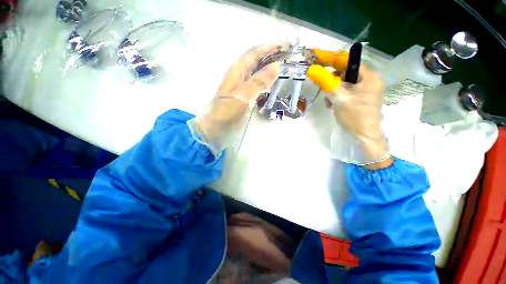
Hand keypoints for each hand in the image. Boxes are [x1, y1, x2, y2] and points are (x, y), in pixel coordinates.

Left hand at [188, 43, 283, 156]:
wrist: (215, 128)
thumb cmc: (226, 112)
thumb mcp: (243, 96)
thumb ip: (258, 82)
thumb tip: (276, 66)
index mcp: (237, 71)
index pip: (255, 53)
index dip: (269, 47)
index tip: (286, 44)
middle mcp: (239, 75)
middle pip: (256, 61)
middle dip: (271, 56)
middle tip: (288, 56)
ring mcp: (241, 86)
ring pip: (257, 72)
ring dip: (270, 68)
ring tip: (284, 68)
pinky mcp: (243, 96)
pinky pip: (257, 84)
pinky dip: (266, 81)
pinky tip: (273, 84)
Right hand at [307, 48, 392, 168]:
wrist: (365, 136)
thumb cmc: (355, 116)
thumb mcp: (339, 98)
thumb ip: (326, 82)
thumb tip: (312, 69)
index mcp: (368, 76)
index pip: (347, 60)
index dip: (329, 58)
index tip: (314, 56)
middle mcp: (368, 79)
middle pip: (344, 72)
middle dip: (331, 80)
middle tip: (322, 88)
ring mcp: (365, 89)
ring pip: (343, 83)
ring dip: (333, 90)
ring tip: (329, 102)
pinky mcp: (360, 97)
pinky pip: (345, 91)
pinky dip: (337, 96)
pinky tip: (333, 104)